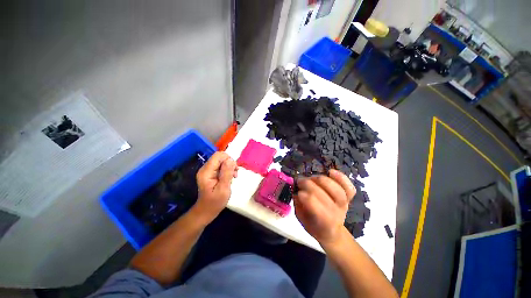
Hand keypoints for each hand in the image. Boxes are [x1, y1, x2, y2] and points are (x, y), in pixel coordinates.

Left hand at [193, 152, 237, 223]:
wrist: (206, 211)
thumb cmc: (215, 202)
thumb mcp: (223, 189)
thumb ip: (227, 173)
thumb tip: (231, 160)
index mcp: (206, 171)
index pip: (218, 155)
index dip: (228, 159)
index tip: (233, 169)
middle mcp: (205, 168)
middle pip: (220, 157)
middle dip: (230, 163)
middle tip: (235, 173)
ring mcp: (207, 171)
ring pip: (221, 161)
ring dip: (230, 166)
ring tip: (234, 176)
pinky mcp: (210, 173)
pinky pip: (221, 166)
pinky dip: (227, 169)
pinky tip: (230, 177)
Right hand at [294, 169, 355, 246]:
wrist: (331, 231)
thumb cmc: (313, 225)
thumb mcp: (302, 219)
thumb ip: (299, 206)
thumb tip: (296, 191)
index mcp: (324, 224)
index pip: (317, 209)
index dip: (307, 198)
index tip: (298, 192)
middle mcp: (336, 214)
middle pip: (326, 196)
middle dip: (310, 185)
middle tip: (300, 181)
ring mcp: (344, 205)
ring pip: (338, 190)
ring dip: (322, 180)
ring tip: (312, 177)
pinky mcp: (348, 198)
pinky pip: (349, 187)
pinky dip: (341, 178)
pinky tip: (330, 172)